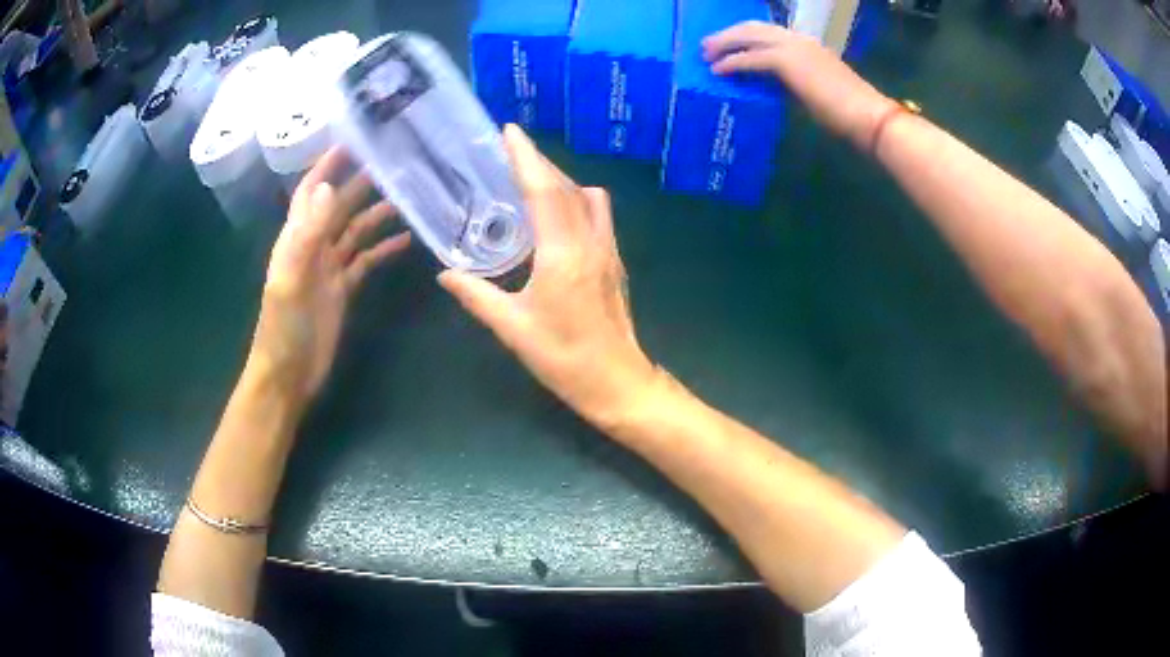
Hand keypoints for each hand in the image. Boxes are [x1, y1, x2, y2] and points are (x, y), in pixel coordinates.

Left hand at [250, 147, 409, 402]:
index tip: (353, 141)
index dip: (329, 166)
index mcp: (296, 239)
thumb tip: (330, 187)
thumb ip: (307, 234)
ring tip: (407, 198)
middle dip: (361, 183)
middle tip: (394, 164)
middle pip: (339, 206)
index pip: (312, 192)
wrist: (288, 376)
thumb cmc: (283, 329)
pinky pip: (365, 261)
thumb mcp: (291, 280)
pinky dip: (383, 250)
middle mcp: (313, 247)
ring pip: (355, 232)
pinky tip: (405, 242)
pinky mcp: (342, 290)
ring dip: (377, 215)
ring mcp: (329, 269)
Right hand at [438, 125, 658, 429]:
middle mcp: (590, 242)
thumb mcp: (512, 328)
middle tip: (510, 152)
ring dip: (560, 181)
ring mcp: (609, 250)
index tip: (510, 131)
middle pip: (567, 187)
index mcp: (562, 255)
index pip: (543, 191)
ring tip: (530, 182)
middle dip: (539, 163)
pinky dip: (575, 200)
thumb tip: (445, 274)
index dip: (526, 158)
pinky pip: (597, 215)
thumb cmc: (563, 358)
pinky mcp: (615, 261)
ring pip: (587, 198)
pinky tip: (554, 216)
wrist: (617, 382)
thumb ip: (476, 296)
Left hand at [702, 21, 896, 148]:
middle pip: (752, 28)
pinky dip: (731, 63)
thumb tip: (768, 85)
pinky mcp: (787, 62)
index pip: (768, 32)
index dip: (744, 36)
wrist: (866, 115)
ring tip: (706, 55)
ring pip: (747, 37)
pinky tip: (718, 70)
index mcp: (806, 44)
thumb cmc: (847, 110)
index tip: (728, 43)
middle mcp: (798, 39)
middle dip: (727, 36)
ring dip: (723, 45)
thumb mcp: (813, 89)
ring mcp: (793, 47)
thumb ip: (790, 82)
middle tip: (707, 47)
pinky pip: (750, 59)